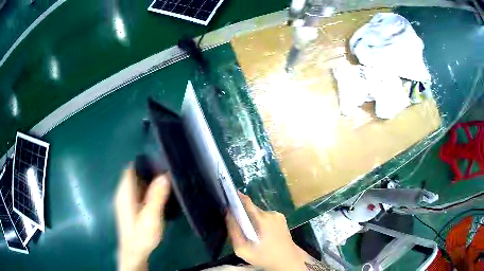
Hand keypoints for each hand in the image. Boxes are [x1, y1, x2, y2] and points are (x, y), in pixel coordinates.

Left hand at [114, 166, 170, 270]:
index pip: (131, 168)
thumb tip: (164, 175)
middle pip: (134, 175)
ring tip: (166, 184)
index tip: (160, 162)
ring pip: (137, 184)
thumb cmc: (141, 235)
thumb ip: (157, 196)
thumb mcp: (151, 217)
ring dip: (149, 182)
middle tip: (168, 174)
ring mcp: (125, 201)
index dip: (144, 163)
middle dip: (150, 172)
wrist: (134, 252)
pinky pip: (138, 193)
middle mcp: (122, 193)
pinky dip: (147, 191)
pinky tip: (158, 198)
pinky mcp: (129, 208)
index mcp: (125, 192)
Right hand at [226, 192, 308, 270]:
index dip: (236, 198)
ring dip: (253, 221)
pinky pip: (266, 217)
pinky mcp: (282, 219)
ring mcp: (278, 215)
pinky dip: (261, 223)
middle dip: (244, 216)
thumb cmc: (264, 256)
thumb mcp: (242, 249)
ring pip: (259, 214)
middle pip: (251, 209)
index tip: (227, 198)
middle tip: (240, 230)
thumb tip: (228, 214)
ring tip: (253, 236)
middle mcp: (270, 213)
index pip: (246, 201)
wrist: (288, 260)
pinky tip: (262, 235)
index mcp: (261, 219)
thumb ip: (233, 231)